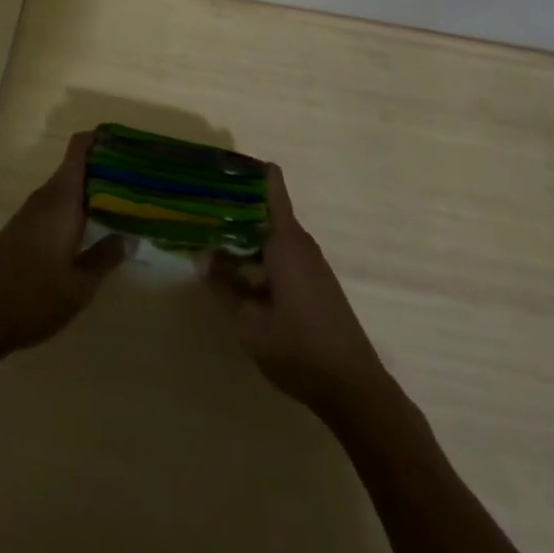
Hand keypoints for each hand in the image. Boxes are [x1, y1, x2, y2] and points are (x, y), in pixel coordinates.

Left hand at [0, 131, 125, 363]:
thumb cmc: (32, 298)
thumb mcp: (79, 286)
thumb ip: (106, 257)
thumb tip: (131, 237)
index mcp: (61, 199)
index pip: (79, 148)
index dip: (102, 139)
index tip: (129, 145)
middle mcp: (46, 196)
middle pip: (78, 166)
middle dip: (107, 169)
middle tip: (139, 181)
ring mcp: (32, 212)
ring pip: (68, 188)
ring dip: (93, 191)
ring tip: (125, 203)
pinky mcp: (23, 228)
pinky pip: (56, 205)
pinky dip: (77, 208)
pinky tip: (94, 228)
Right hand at [203, 163, 387, 412]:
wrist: (353, 388)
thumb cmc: (298, 348)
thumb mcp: (248, 322)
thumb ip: (223, 286)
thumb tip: (201, 255)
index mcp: (286, 240)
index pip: (272, 185)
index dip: (248, 169)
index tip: (221, 164)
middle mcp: (300, 243)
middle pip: (266, 209)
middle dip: (235, 205)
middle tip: (200, 204)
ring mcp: (310, 263)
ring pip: (272, 234)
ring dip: (245, 234)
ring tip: (211, 236)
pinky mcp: (315, 283)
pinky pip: (281, 254)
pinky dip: (258, 254)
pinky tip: (238, 271)